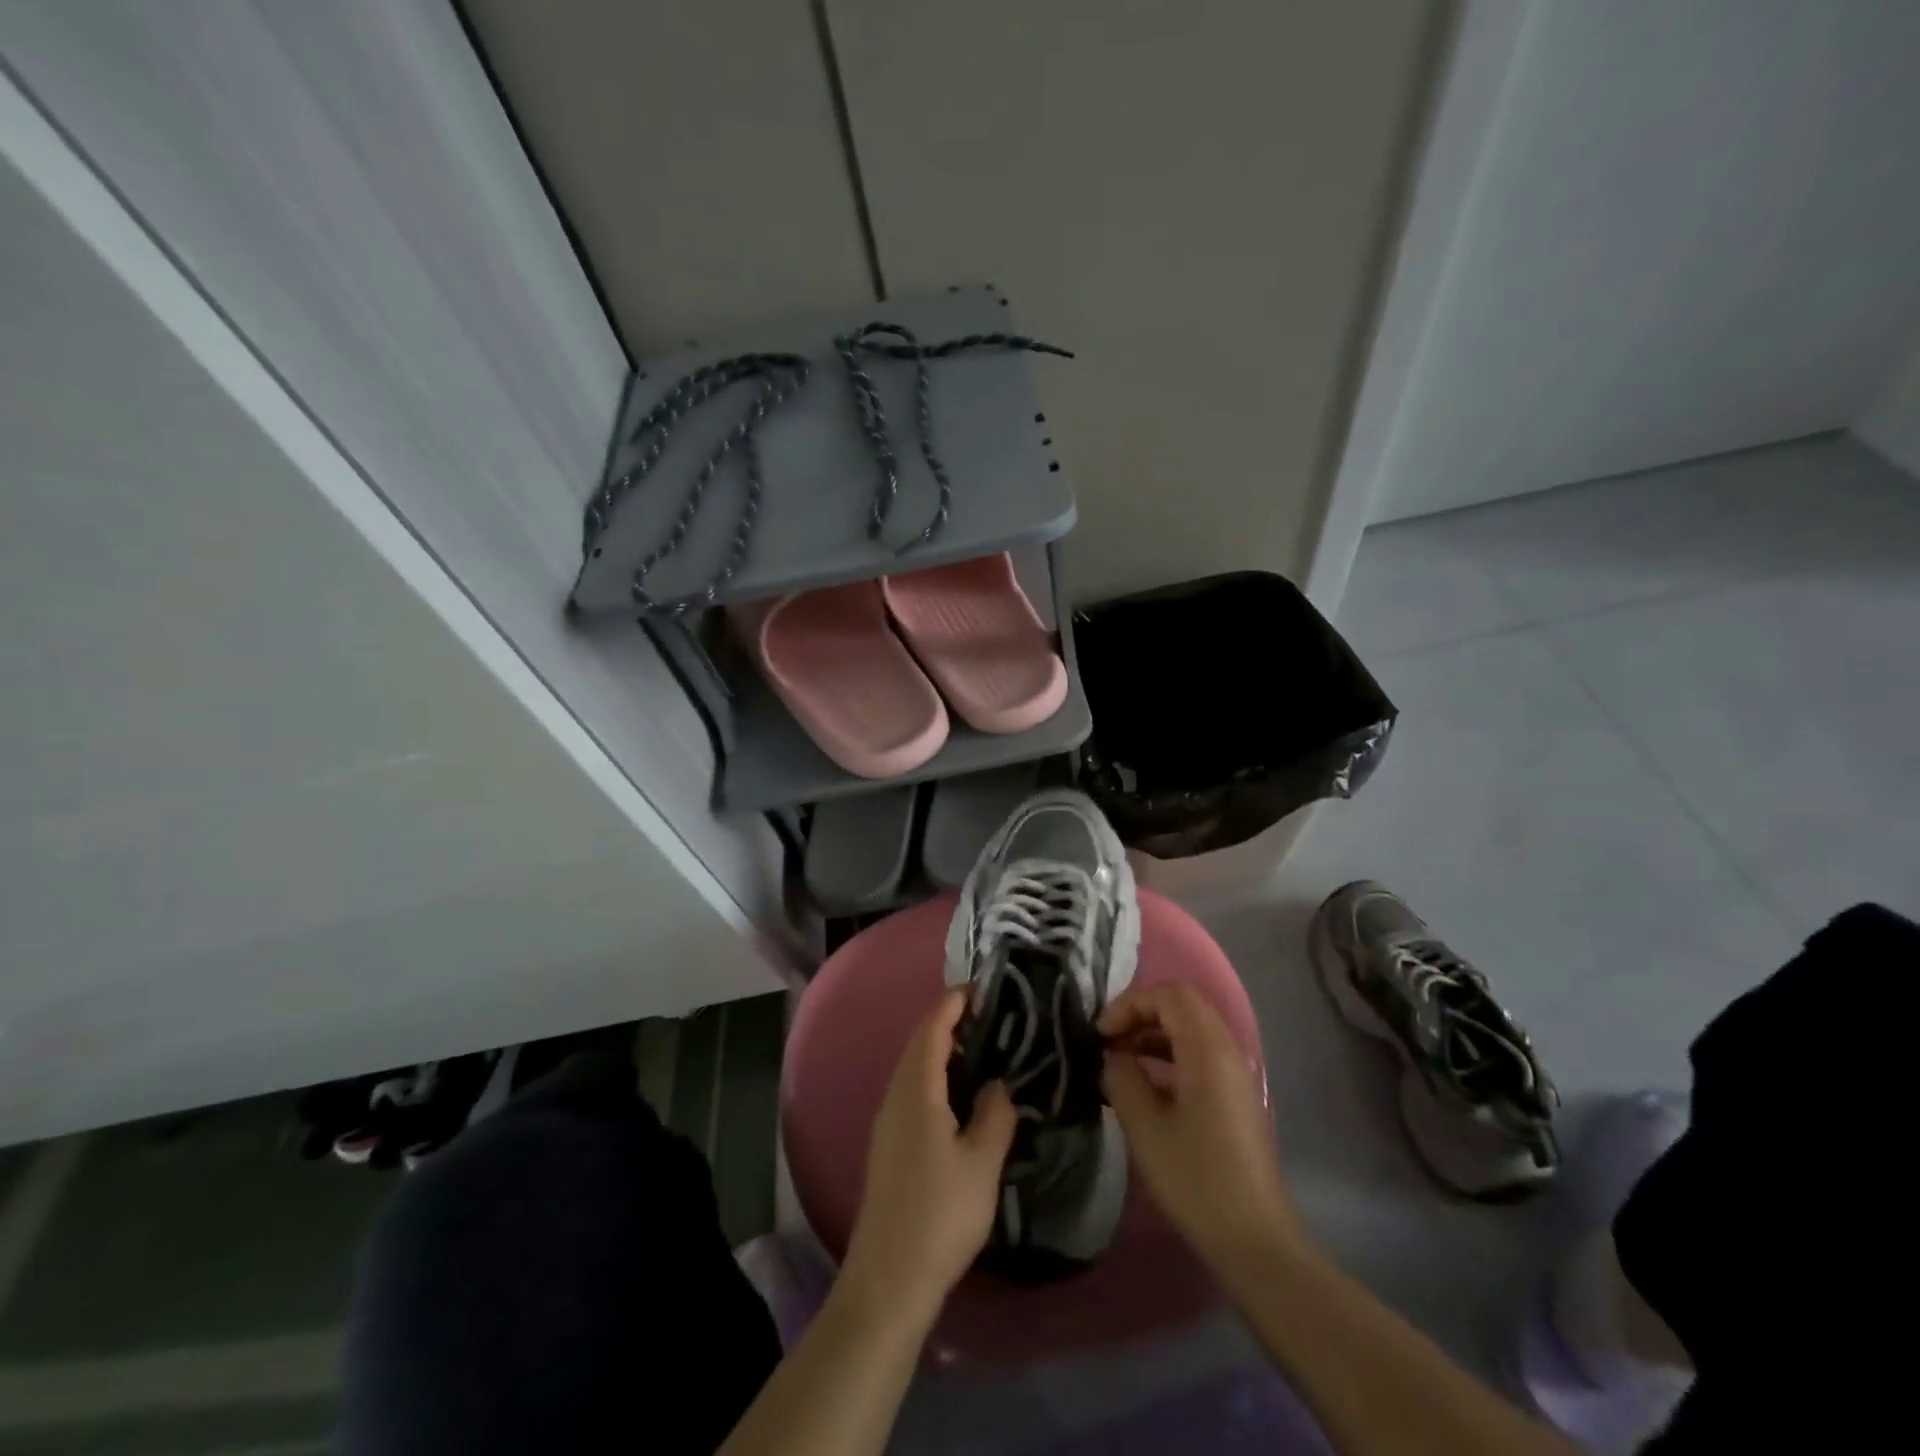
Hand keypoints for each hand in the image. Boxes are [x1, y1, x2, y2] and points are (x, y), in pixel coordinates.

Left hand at [843, 989, 1017, 1316]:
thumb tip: (999, 1084)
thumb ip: (995, 1114)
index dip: (953, 1004)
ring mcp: (886, 1121)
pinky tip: (955, 1096)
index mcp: (917, 1091)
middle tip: (986, 1016)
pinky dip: (932, 1075)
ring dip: (939, 1049)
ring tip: (977, 1049)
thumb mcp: (982, 1162)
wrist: (889, 1277)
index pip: (932, 1029)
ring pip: (912, 1068)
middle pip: (918, 1044)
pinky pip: (910, 1090)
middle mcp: (895, 1096)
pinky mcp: (886, 1144)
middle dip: (947, 1022)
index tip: (979, 988)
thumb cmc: (941, 1213)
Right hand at [1101, 982, 1304, 1270]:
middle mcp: (1227, 1050)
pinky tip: (1146, 1086)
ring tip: (1120, 1061)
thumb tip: (1112, 1056)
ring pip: (1191, 1029)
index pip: (1169, 994)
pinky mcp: (1236, 1097)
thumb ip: (1121, 1077)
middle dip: (1140, 1014)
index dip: (1130, 1004)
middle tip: (1108, 1041)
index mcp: (1207, 1049)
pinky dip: (1169, 1055)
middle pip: (1182, 1005)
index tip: (1101, 1035)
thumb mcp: (1144, 1126)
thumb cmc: (1196, 1178)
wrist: (1254, 1240)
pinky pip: (1200, 1055)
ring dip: (1154, 1034)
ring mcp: (1236, 1074)